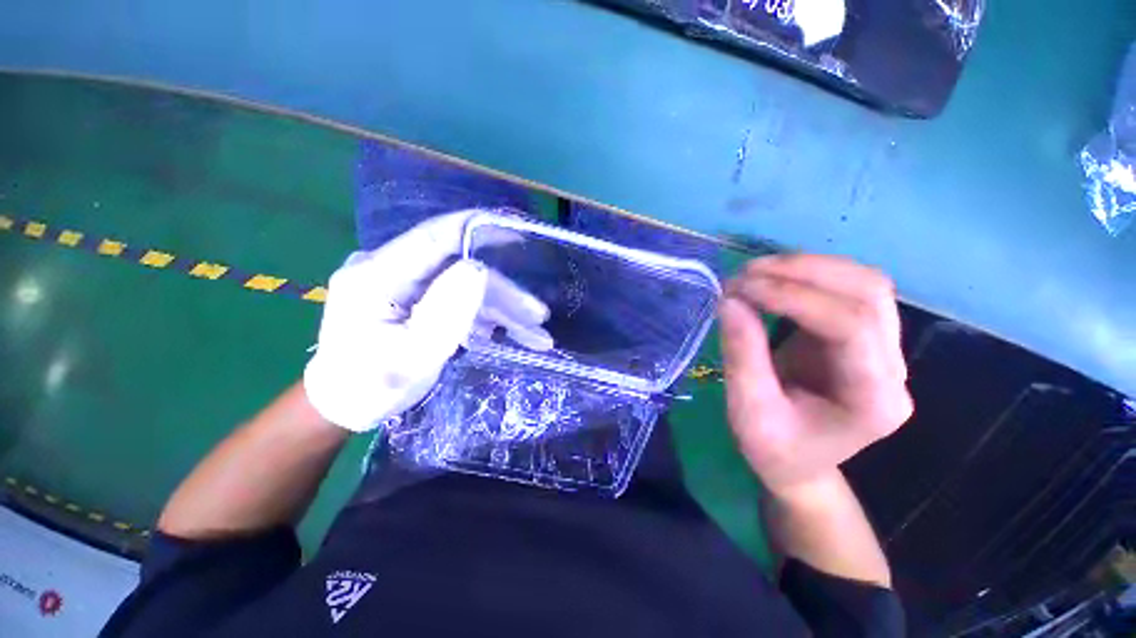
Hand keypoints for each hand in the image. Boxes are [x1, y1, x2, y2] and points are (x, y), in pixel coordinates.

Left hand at [304, 210, 552, 431]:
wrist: (345, 404)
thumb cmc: (372, 388)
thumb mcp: (413, 357)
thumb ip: (446, 312)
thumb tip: (479, 269)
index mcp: (376, 276)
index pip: (435, 237)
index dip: (478, 230)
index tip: (519, 233)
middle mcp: (388, 268)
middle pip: (460, 267)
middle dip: (503, 292)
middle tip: (538, 315)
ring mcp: (402, 281)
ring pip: (465, 285)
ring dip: (500, 308)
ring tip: (533, 334)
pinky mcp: (414, 295)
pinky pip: (457, 297)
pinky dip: (484, 315)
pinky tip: (504, 332)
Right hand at [719, 254, 911, 494]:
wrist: (798, 463)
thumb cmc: (774, 448)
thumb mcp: (748, 410)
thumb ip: (742, 356)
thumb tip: (730, 300)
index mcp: (873, 399)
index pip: (852, 326)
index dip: (795, 298)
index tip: (741, 289)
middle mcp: (893, 368)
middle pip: (869, 293)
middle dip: (803, 272)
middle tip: (745, 273)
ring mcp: (885, 348)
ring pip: (864, 283)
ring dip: (807, 267)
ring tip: (755, 272)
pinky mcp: (863, 335)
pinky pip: (846, 290)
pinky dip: (807, 276)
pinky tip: (772, 279)